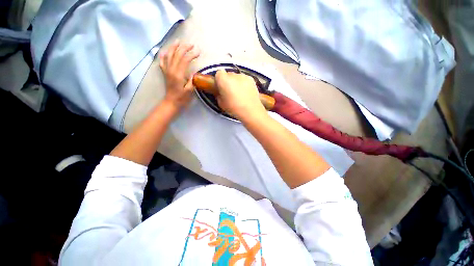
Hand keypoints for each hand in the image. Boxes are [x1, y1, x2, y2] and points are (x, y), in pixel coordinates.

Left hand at [159, 41, 199, 108]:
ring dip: (174, 47)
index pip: (185, 60)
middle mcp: (171, 70)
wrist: (171, 102)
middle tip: (191, 45)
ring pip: (169, 55)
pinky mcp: (165, 73)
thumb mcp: (190, 90)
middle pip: (177, 55)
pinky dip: (163, 55)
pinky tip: (165, 51)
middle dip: (184, 48)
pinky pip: (162, 62)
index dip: (192, 54)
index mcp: (178, 74)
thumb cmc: (182, 98)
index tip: (198, 52)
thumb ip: (192, 80)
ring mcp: (167, 70)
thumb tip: (194, 72)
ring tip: (178, 41)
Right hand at [215, 70, 266, 120]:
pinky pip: (244, 79)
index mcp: (223, 80)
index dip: (219, 80)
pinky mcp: (251, 79)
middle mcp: (233, 75)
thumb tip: (221, 91)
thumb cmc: (234, 108)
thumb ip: (219, 94)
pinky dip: (244, 84)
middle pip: (228, 74)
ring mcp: (244, 76)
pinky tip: (246, 93)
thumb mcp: (221, 103)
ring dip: (236, 82)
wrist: (251, 111)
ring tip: (239, 93)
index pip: (219, 73)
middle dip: (228, 81)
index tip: (221, 88)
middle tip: (230, 92)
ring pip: (237, 77)